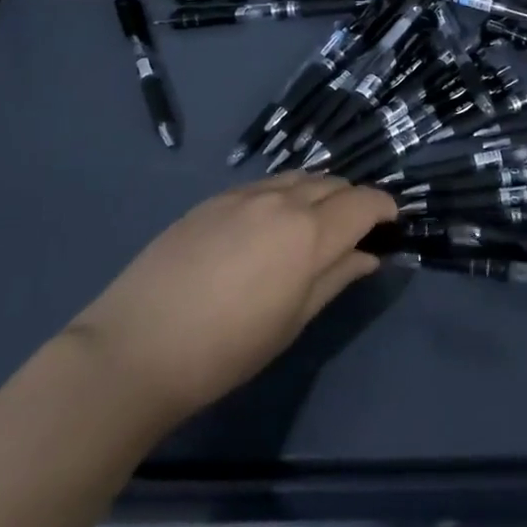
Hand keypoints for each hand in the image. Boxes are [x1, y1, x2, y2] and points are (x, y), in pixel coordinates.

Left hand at [67, 174, 393, 425]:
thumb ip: (336, 278)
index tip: (391, 222)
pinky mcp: (212, 200)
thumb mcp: (293, 321)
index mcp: (309, 232)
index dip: (384, 208)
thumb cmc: (226, 349)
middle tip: (356, 229)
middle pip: (334, 183)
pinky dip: (285, 193)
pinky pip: (265, 184)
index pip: (364, 203)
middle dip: (354, 200)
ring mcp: (243, 195)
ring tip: (316, 222)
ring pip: (299, 177)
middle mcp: (282, 200)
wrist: (134, 349)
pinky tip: (272, 222)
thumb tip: (368, 256)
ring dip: (320, 192)